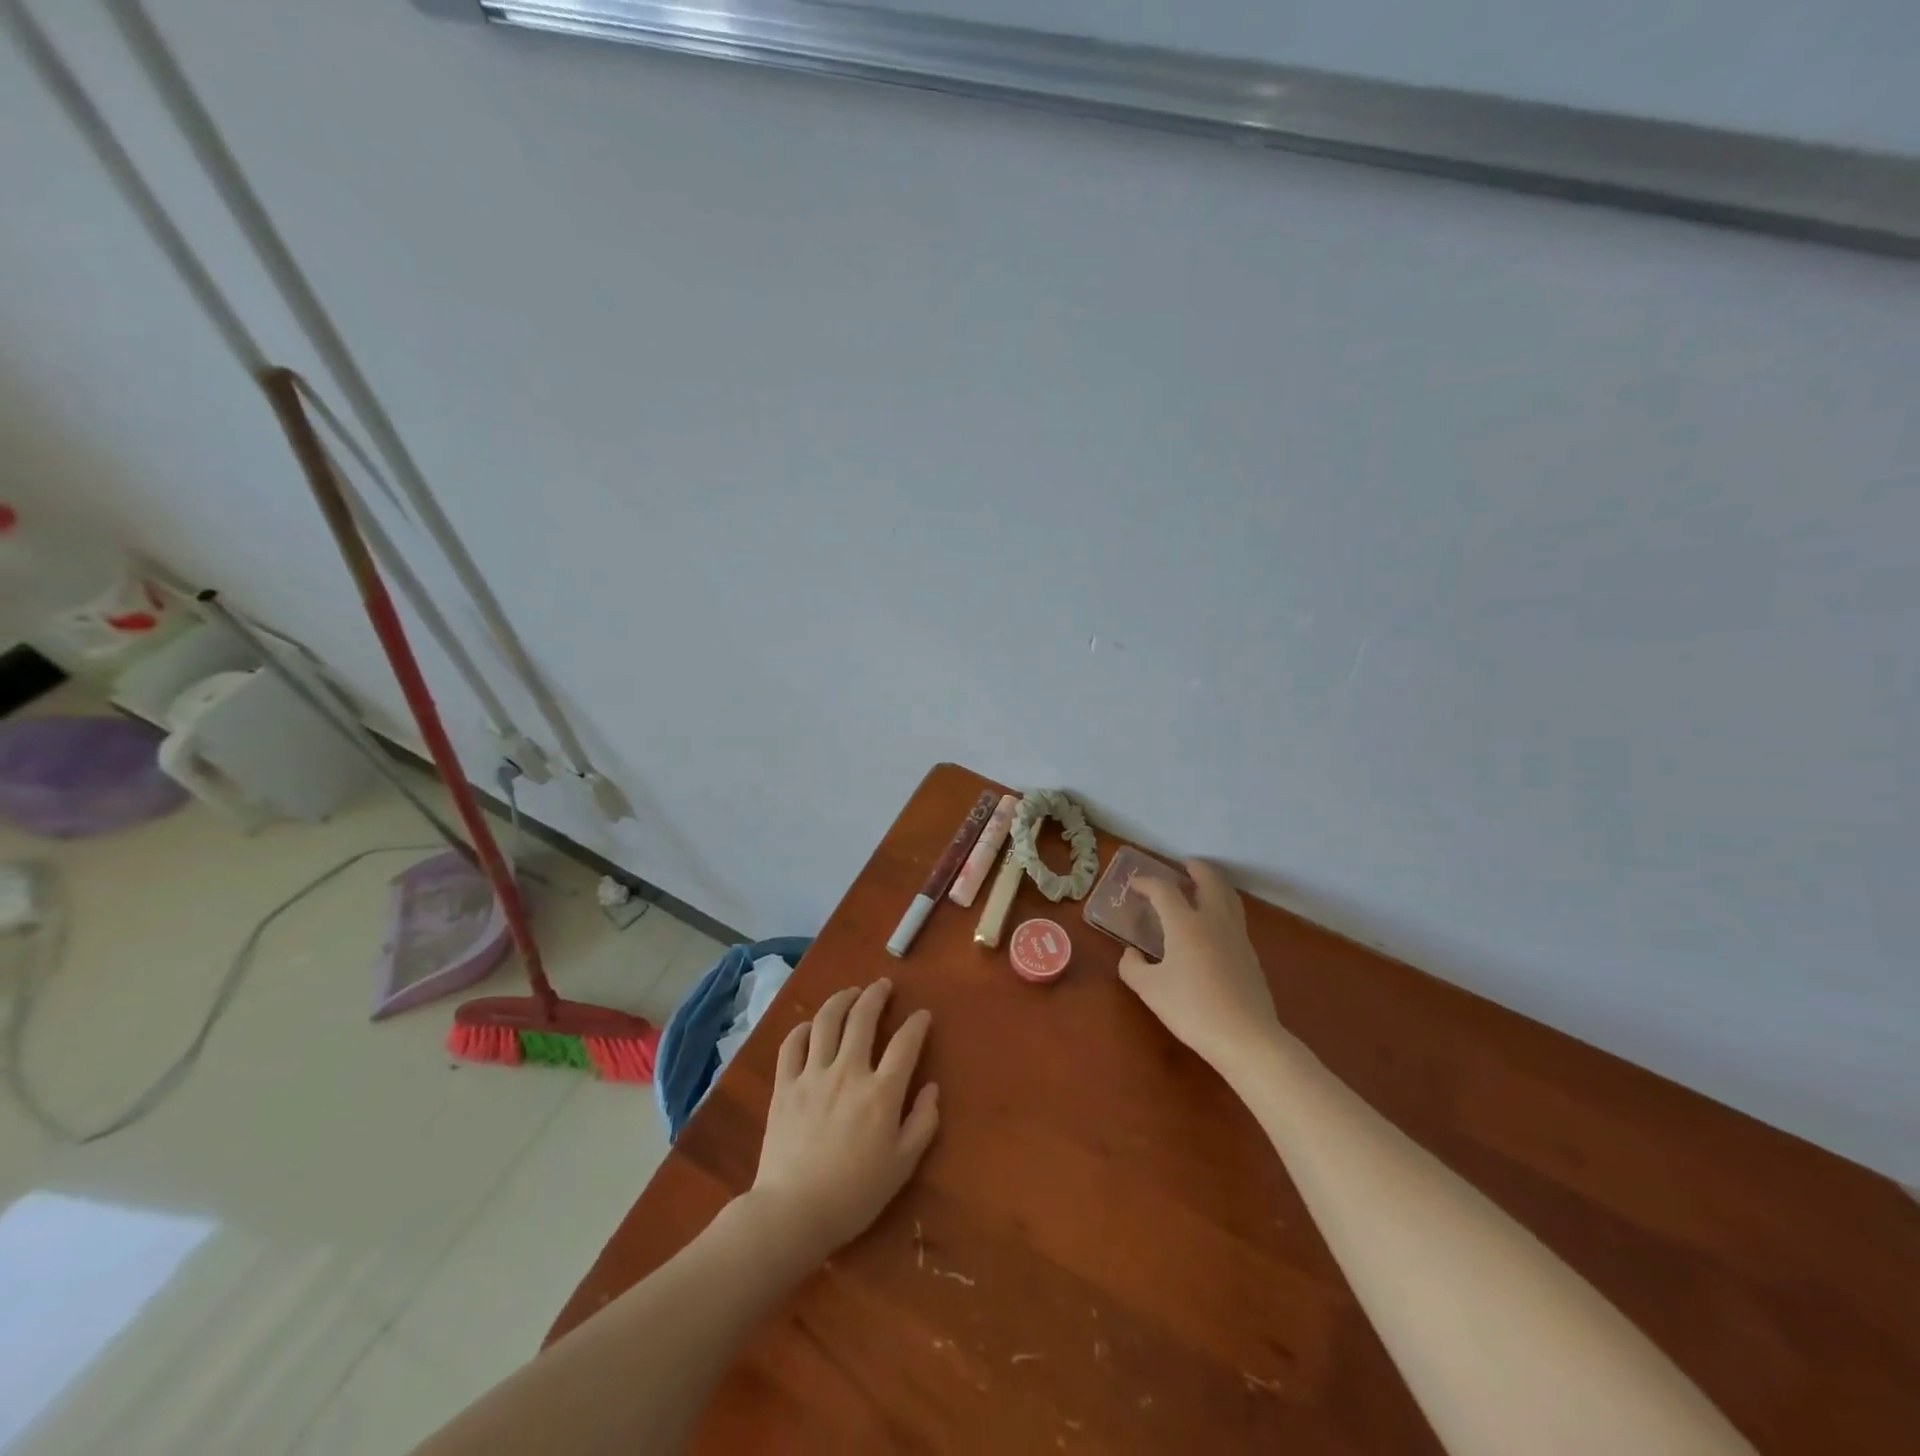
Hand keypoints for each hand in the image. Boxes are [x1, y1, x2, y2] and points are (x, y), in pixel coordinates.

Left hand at [748, 980, 939, 1264]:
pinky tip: (810, 1027)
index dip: (917, 1023)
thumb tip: (931, 1087)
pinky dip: (802, 1029)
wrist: (793, 1213)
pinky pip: (792, 1045)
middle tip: (882, 986)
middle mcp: (848, 1072)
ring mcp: (813, 1075)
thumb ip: (922, 1122)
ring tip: (850, 993)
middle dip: (876, 995)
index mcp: (881, 1092)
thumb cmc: (854, 1194)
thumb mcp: (902, 1165)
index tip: (922, 1015)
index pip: (905, 1043)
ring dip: (841, 1000)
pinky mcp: (784, 1085)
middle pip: (863, 1018)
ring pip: (826, 1021)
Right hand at [1118, 860, 1283, 1073]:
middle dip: (1195, 869)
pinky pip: (1235, 917)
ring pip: (1228, 897)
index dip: (1147, 883)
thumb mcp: (1149, 990)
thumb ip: (1133, 967)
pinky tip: (1214, 925)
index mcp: (1185, 923)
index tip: (1134, 884)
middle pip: (1209, 880)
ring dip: (1214, 884)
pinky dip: (1223, 907)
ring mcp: (1236, 936)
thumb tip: (1132, 954)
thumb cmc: (1192, 1009)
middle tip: (1184, 865)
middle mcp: (1213, 920)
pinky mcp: (1250, 954)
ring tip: (1203, 886)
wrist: (1246, 1037)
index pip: (1164, 890)